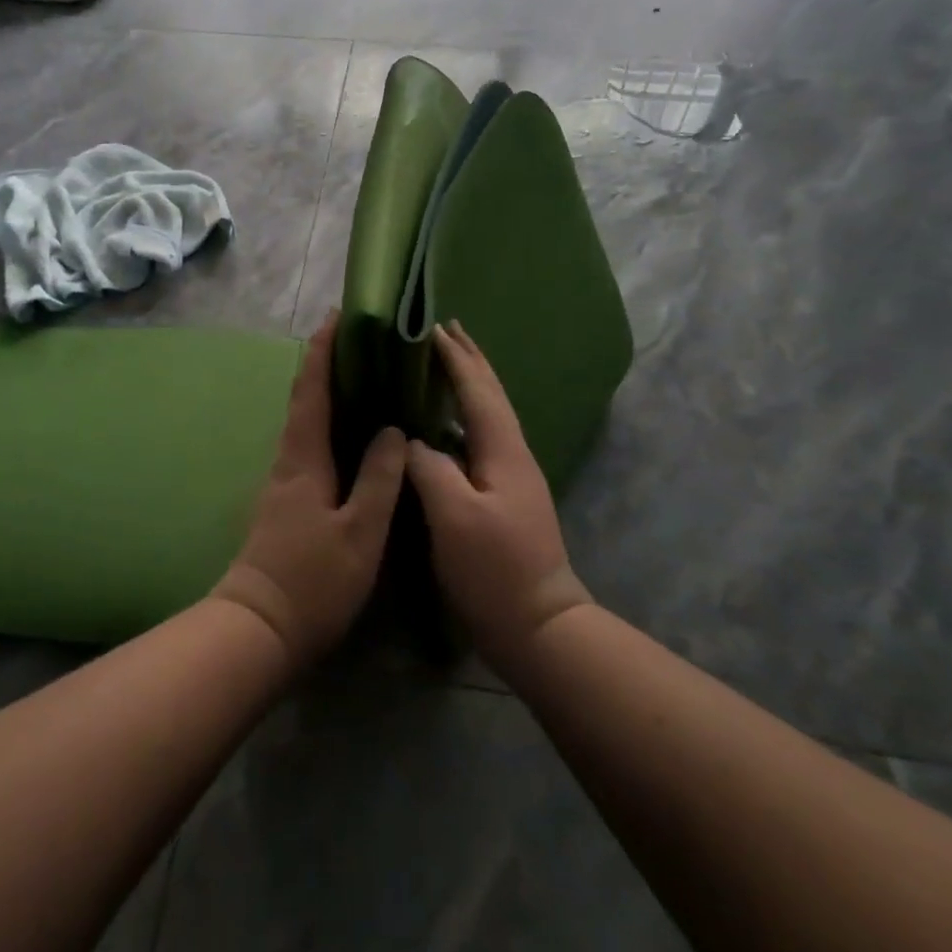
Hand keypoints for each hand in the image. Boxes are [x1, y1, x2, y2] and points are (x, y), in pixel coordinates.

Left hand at [212, 312, 406, 669]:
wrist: (260, 628)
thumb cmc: (313, 579)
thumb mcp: (360, 531)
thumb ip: (379, 478)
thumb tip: (394, 430)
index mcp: (303, 458)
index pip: (311, 390)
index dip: (323, 350)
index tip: (337, 316)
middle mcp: (288, 460)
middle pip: (305, 399)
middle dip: (325, 364)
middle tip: (359, 340)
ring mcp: (283, 481)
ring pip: (305, 423)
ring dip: (326, 393)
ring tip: (362, 377)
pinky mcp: (285, 501)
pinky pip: (308, 446)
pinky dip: (327, 424)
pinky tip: (350, 435)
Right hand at [406, 321, 593, 669]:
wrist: (538, 625)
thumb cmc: (495, 570)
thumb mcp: (455, 517)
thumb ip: (431, 468)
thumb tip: (413, 441)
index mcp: (503, 451)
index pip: (478, 390)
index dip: (455, 358)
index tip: (433, 326)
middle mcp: (513, 454)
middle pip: (492, 395)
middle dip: (470, 360)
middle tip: (446, 329)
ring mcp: (512, 476)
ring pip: (489, 415)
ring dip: (469, 383)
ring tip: (445, 364)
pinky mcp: (504, 496)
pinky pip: (482, 437)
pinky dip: (465, 415)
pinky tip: (446, 425)